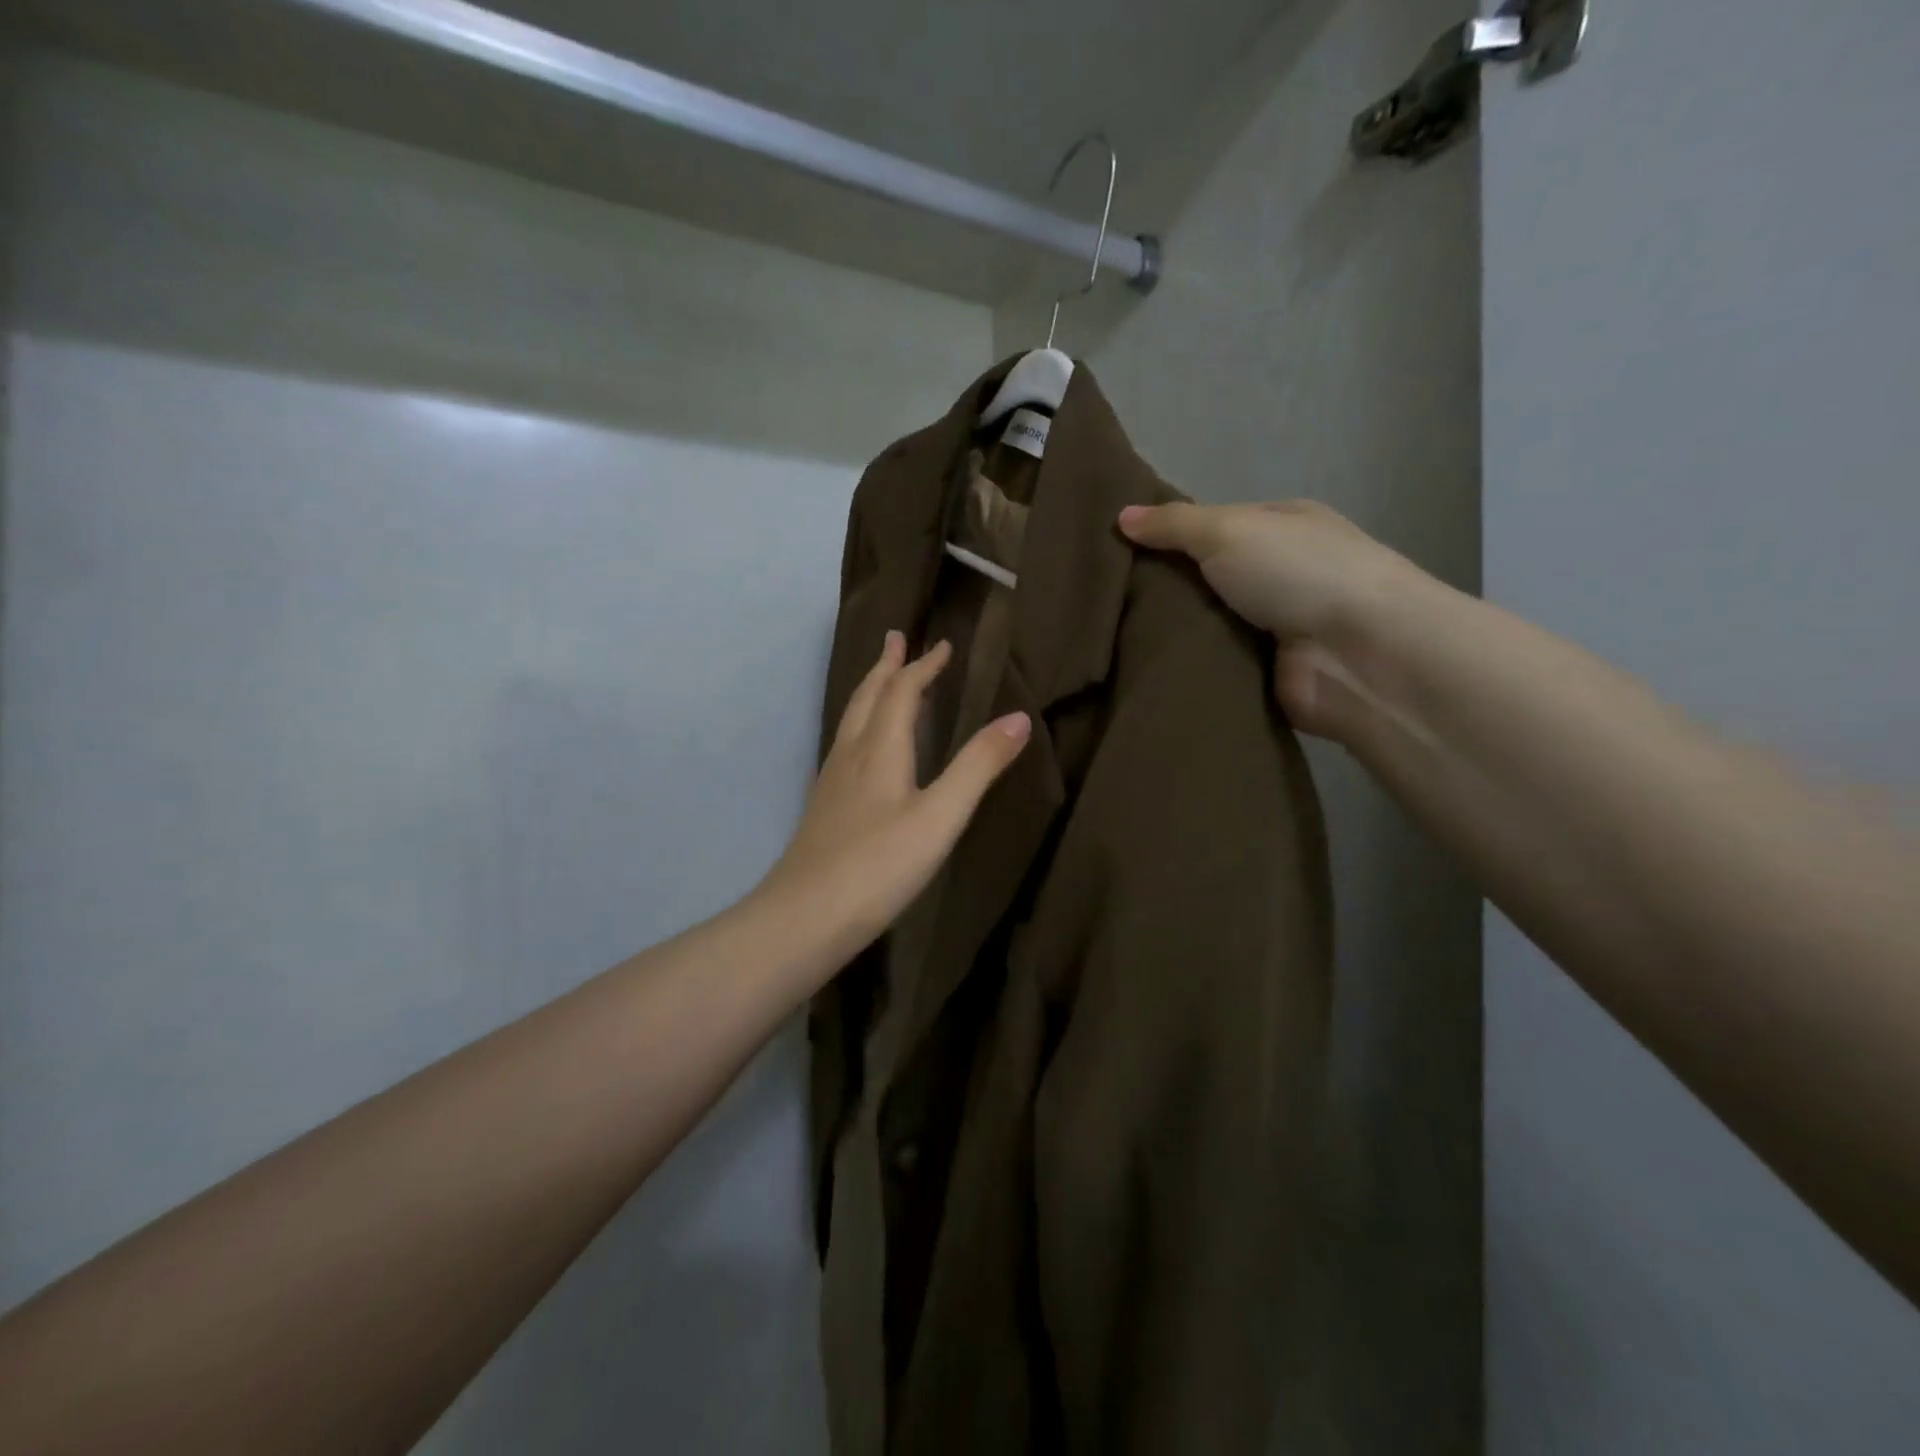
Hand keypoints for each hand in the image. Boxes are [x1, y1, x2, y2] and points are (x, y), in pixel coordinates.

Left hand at [763, 631, 1030, 957]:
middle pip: (868, 697)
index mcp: (880, 749)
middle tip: (896, 639)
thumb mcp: (940, 817)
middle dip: (887, 666)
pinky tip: (862, 750)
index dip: (923, 666)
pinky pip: (845, 746)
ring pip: (852, 721)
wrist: (804, 917)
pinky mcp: (824, 808)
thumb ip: (978, 767)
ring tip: (882, 680)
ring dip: (871, 692)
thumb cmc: (879, 865)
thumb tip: (1018, 717)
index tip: (942, 644)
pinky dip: (862, 725)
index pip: (901, 692)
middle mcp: (851, 755)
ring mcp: (832, 782)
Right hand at [1118, 500, 1423, 737]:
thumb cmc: (1298, 573)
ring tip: (1107, 634)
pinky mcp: (1262, 674)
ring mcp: (1271, 626)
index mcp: (1279, 527)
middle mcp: (1278, 573)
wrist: (1357, 654)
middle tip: (1102, 597)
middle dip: (1160, 587)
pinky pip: (1210, 664)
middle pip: (1203, 577)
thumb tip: (1121, 516)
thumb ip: (1173, 525)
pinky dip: (1184, 665)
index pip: (1210, 525)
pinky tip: (1137, 665)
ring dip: (1167, 630)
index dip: (1165, 533)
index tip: (1113, 548)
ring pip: (1202, 623)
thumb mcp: (1228, 530)